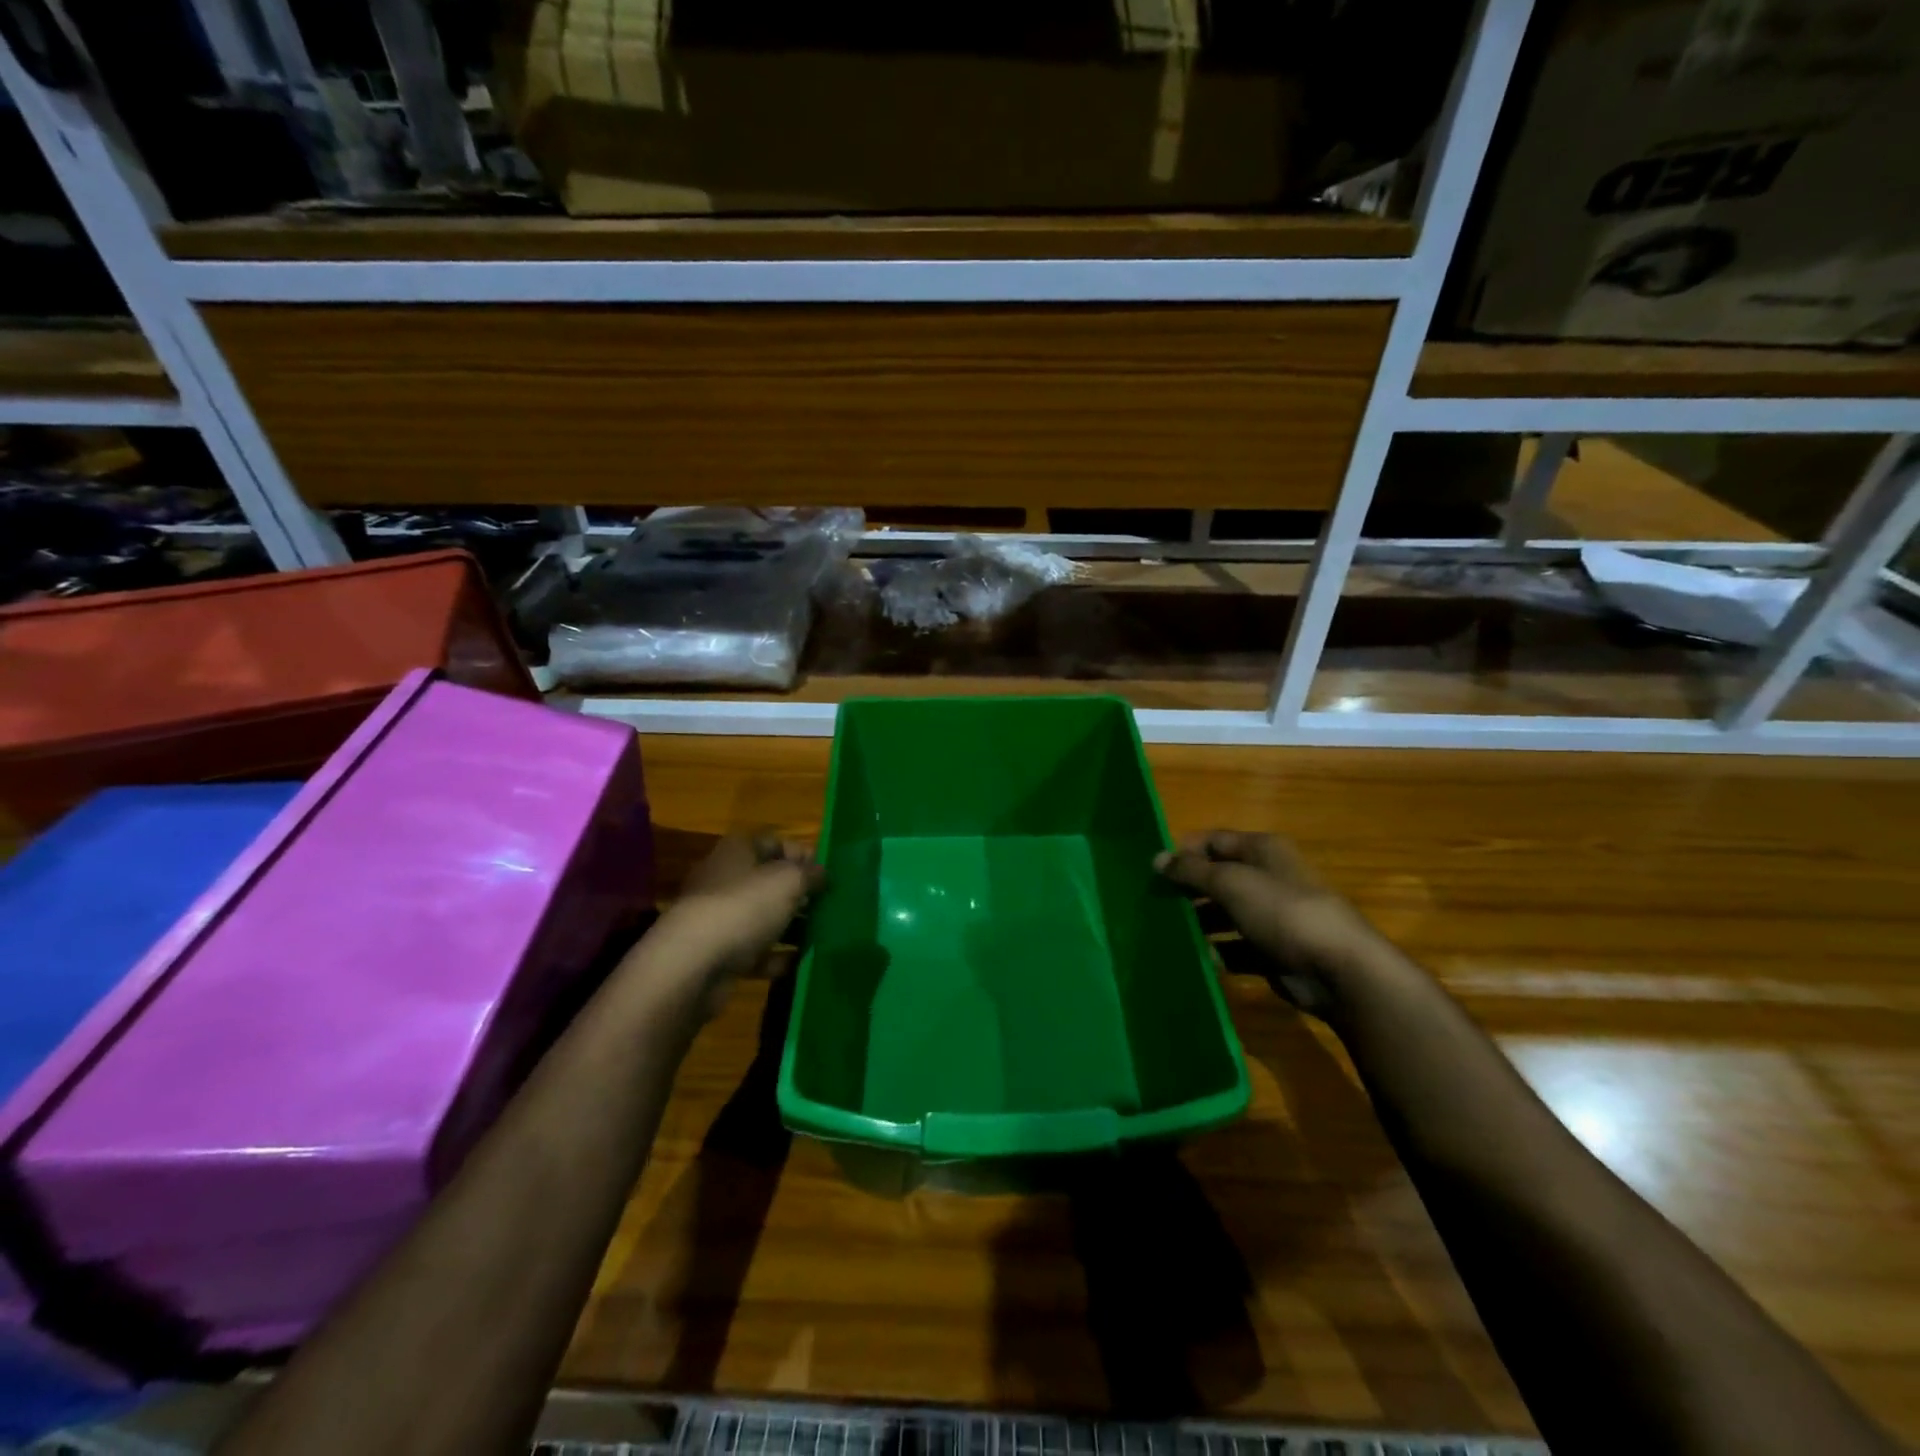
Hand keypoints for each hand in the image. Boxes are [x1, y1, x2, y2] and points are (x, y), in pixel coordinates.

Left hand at [642, 835, 822, 1017]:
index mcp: (737, 852)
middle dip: (798, 893)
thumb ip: (810, 874)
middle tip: (828, 905)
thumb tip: (821, 873)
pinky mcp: (719, 955)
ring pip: (763, 918)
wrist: (692, 966)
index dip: (802, 853)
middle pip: (768, 881)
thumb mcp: (788, 881)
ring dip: (790, 926)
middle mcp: (725, 881)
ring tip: (821, 934)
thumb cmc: (744, 907)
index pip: (774, 842)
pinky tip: (800, 962)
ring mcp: (719, 920)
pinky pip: (755, 953)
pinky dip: (776, 957)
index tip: (827, 873)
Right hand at [1156, 830, 1384, 1017]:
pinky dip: (1217, 953)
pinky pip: (1236, 948)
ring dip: (1199, 923)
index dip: (1183, 852)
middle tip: (1153, 903)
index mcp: (1262, 851)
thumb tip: (1156, 858)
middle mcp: (1267, 878)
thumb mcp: (1230, 882)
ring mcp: (1272, 917)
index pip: (1213, 841)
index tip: (1152, 871)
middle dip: (1187, 889)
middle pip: (1218, 878)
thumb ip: (1190, 870)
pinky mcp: (1273, 952)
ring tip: (1167, 932)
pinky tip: (1195, 959)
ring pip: (1225, 915)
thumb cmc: (1282, 911)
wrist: (1338, 970)